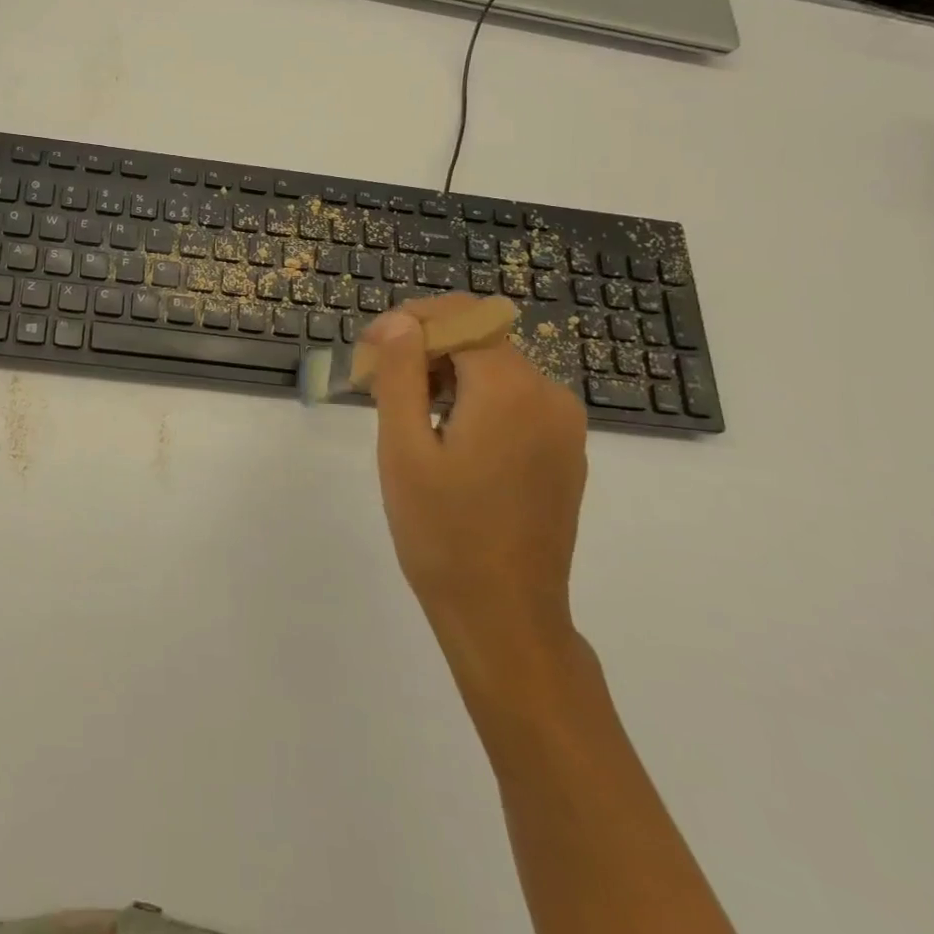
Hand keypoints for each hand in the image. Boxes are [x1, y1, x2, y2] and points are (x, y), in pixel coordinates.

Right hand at [363, 296, 588, 677]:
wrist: (506, 616)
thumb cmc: (443, 533)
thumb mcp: (404, 448)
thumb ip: (400, 374)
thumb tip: (399, 321)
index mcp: (510, 389)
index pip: (459, 317)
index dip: (409, 322)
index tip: (368, 350)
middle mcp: (548, 394)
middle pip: (479, 338)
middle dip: (424, 347)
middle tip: (375, 383)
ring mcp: (563, 424)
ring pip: (496, 367)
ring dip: (446, 372)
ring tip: (403, 411)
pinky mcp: (564, 449)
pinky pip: (515, 398)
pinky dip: (474, 397)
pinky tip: (444, 434)